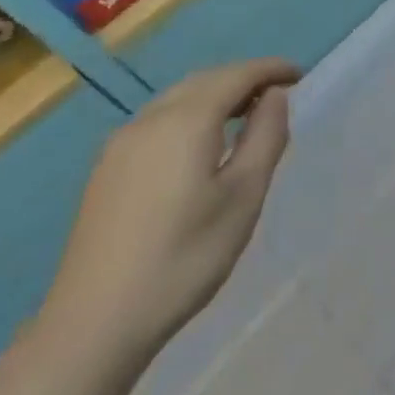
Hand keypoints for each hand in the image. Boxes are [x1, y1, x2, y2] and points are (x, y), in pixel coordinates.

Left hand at [39, 60, 299, 363]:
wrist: (93, 326)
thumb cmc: (184, 258)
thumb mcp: (244, 196)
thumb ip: (265, 136)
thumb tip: (274, 97)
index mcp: (186, 121)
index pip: (237, 75)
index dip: (271, 69)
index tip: (300, 75)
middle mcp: (150, 120)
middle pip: (205, 80)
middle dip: (244, 78)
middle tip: (278, 94)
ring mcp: (121, 144)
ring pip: (178, 98)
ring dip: (216, 95)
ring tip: (245, 115)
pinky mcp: (107, 170)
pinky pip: (159, 120)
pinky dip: (190, 114)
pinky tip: (201, 143)